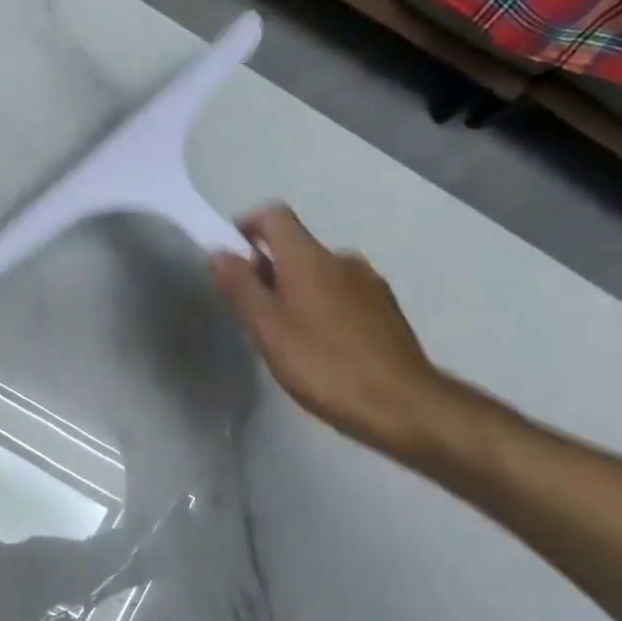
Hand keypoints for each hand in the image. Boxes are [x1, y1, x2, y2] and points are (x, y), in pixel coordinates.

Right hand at [209, 206, 451, 459]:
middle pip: (296, 248)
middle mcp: (342, 260)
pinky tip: (321, 348)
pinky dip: (322, 308)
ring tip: (286, 338)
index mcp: (309, 259)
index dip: (247, 227)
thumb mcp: (269, 331)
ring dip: (296, 292)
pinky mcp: (386, 309)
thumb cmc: (324, 366)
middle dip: (268, 271)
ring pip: (319, 274)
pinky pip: (342, 294)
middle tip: (253, 314)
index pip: (274, 216)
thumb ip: (241, 289)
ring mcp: (369, 283)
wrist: (403, 404)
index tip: (231, 258)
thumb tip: (218, 252)